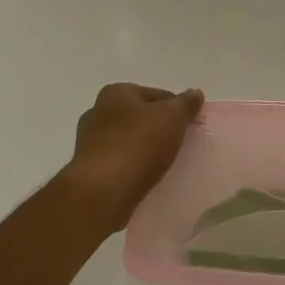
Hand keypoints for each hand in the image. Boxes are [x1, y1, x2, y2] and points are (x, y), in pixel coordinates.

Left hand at [60, 83, 203, 234]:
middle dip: (160, 128)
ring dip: (146, 149)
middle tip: (180, 145)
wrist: (102, 192)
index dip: (177, 109)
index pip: (157, 95)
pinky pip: (121, 161)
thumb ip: (185, 104)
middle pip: (141, 116)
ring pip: (130, 140)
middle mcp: (98, 112)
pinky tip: (147, 177)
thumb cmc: (138, 145)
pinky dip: (134, 166)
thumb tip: (195, 93)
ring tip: (166, 164)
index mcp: (116, 93)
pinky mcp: (90, 168)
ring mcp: (90, 141)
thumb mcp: (171, 118)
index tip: (190, 127)